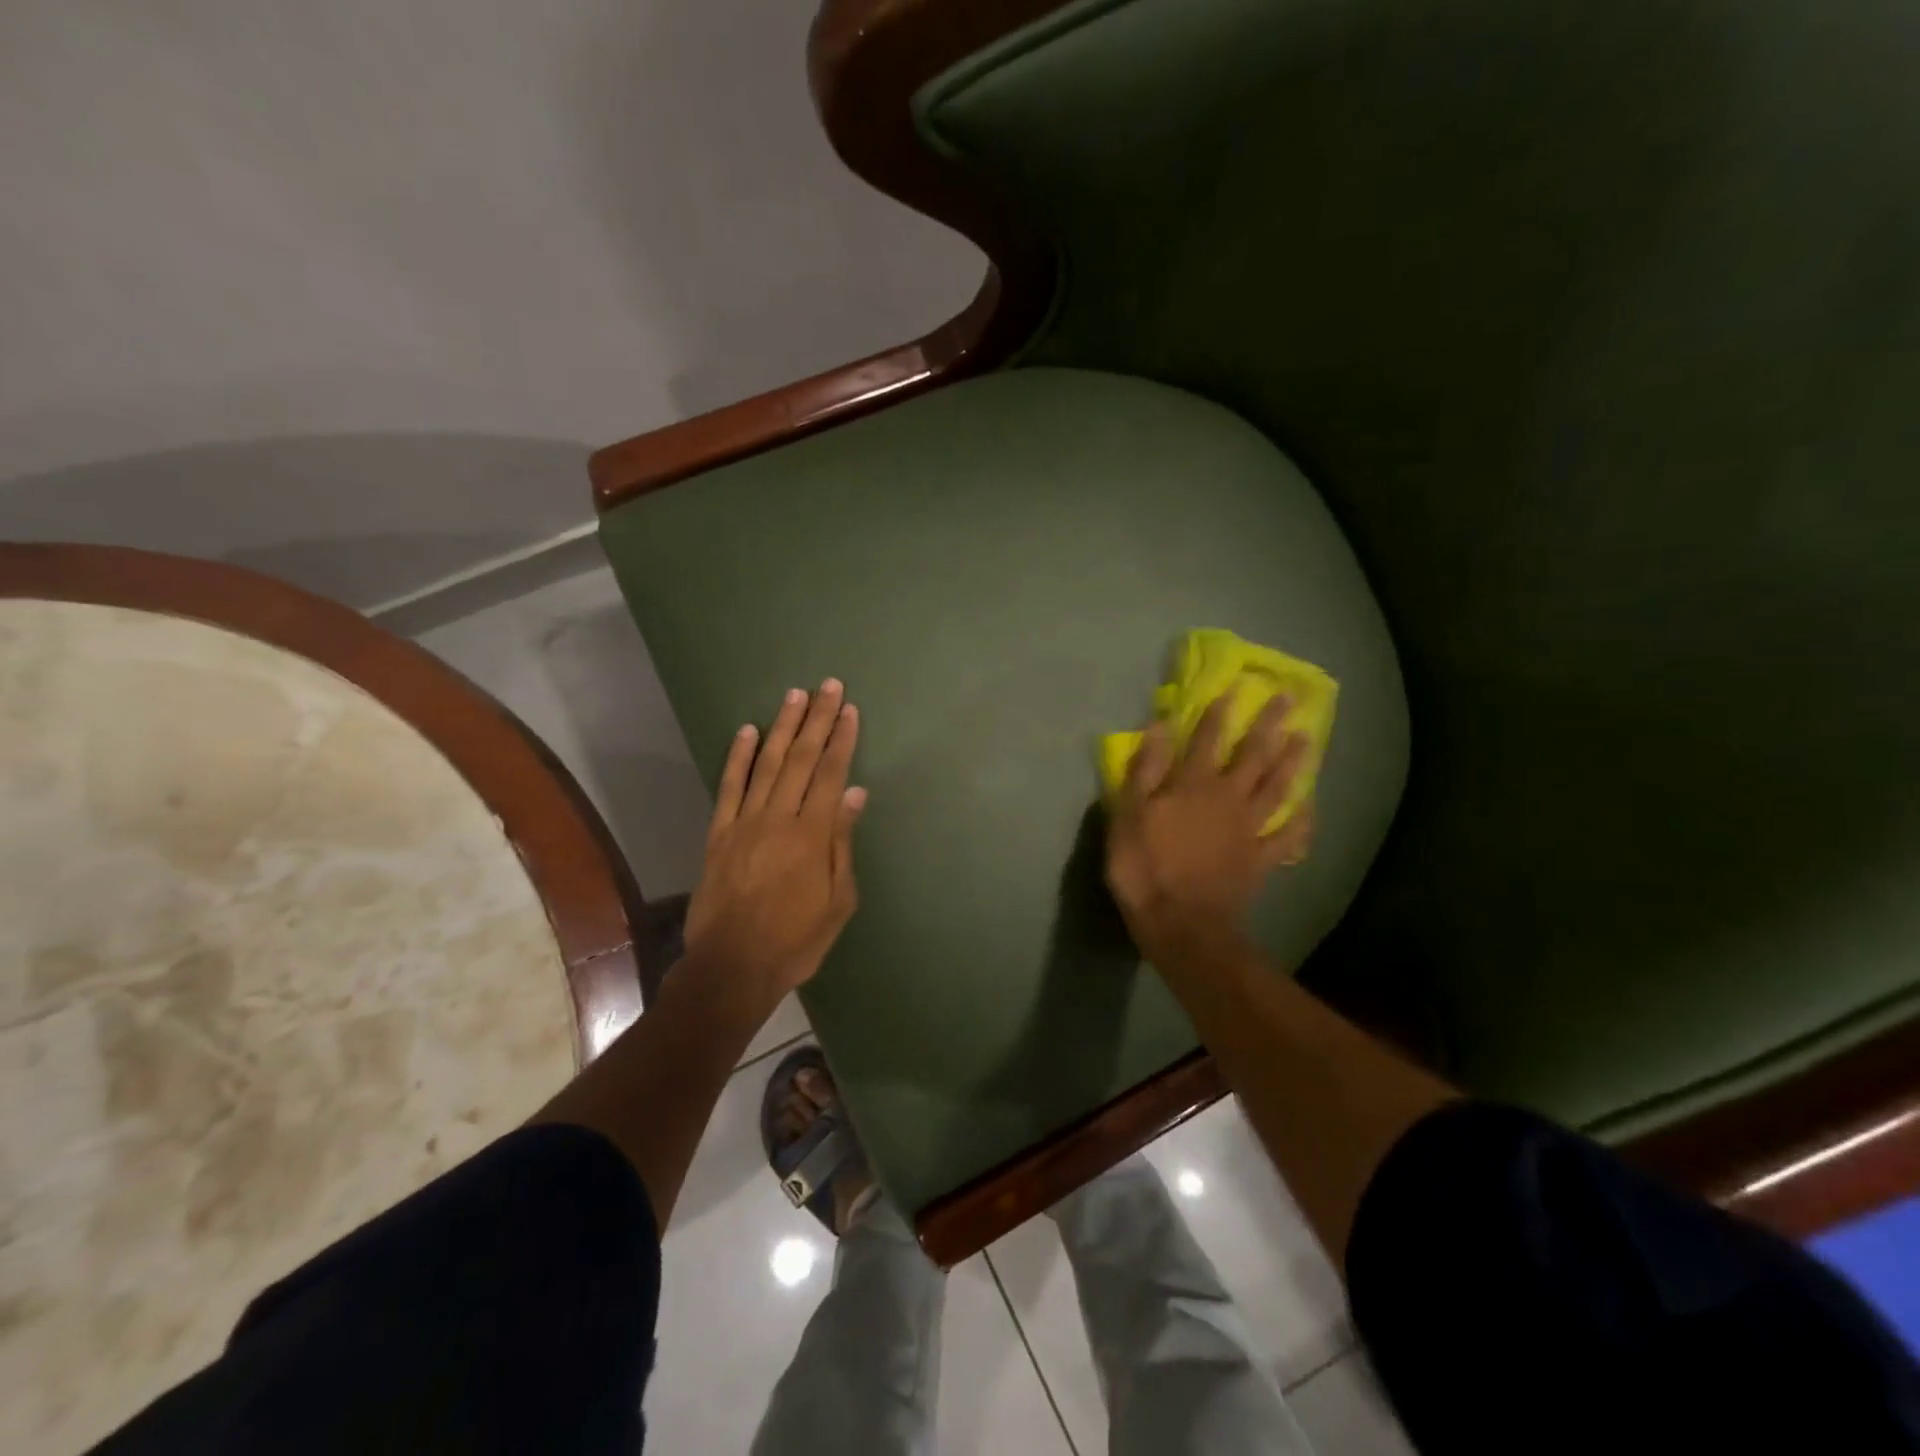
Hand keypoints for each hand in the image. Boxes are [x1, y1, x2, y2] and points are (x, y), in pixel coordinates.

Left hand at [683, 679, 865, 1010]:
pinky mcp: (719, 833)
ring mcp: (745, 822)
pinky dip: (738, 757)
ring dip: (782, 727)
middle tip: (828, 686)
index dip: (841, 739)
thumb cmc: (796, 940)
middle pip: (801, 758)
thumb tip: (855, 793)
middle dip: (817, 719)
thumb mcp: (838, 900)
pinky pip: (729, 787)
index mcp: (812, 834)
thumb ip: (843, 843)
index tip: (849, 710)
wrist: (732, 967)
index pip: (830, 774)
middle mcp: (779, 817)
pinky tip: (747, 731)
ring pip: (767, 764)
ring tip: (795, 695)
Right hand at [1105, 695, 1313, 966]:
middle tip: (1286, 700)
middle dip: (1268, 726)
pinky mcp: (1261, 859)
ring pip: (1277, 788)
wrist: (1180, 924)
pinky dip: (1302, 821)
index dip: (1219, 713)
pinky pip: (1289, 836)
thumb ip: (1145, 769)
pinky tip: (1310, 806)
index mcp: (1192, 785)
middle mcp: (1227, 798)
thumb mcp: (1128, 814)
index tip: (1234, 688)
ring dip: (1293, 762)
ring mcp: (1249, 829)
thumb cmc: (1144, 868)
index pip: (1208, 740)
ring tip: (1307, 738)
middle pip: (1253, 756)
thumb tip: (1161, 726)